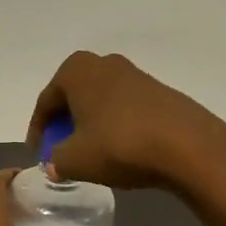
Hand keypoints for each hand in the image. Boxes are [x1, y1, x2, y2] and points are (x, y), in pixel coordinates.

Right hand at [27, 51, 225, 191]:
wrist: (188, 146)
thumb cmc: (120, 145)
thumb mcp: (75, 160)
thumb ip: (55, 160)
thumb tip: (54, 163)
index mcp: (76, 70)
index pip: (46, 102)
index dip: (38, 131)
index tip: (37, 155)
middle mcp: (104, 63)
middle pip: (73, 96)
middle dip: (65, 123)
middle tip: (61, 150)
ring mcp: (135, 74)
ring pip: (100, 100)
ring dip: (91, 124)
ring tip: (90, 151)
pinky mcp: (159, 91)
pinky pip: (124, 107)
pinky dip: (114, 125)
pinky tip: (119, 148)